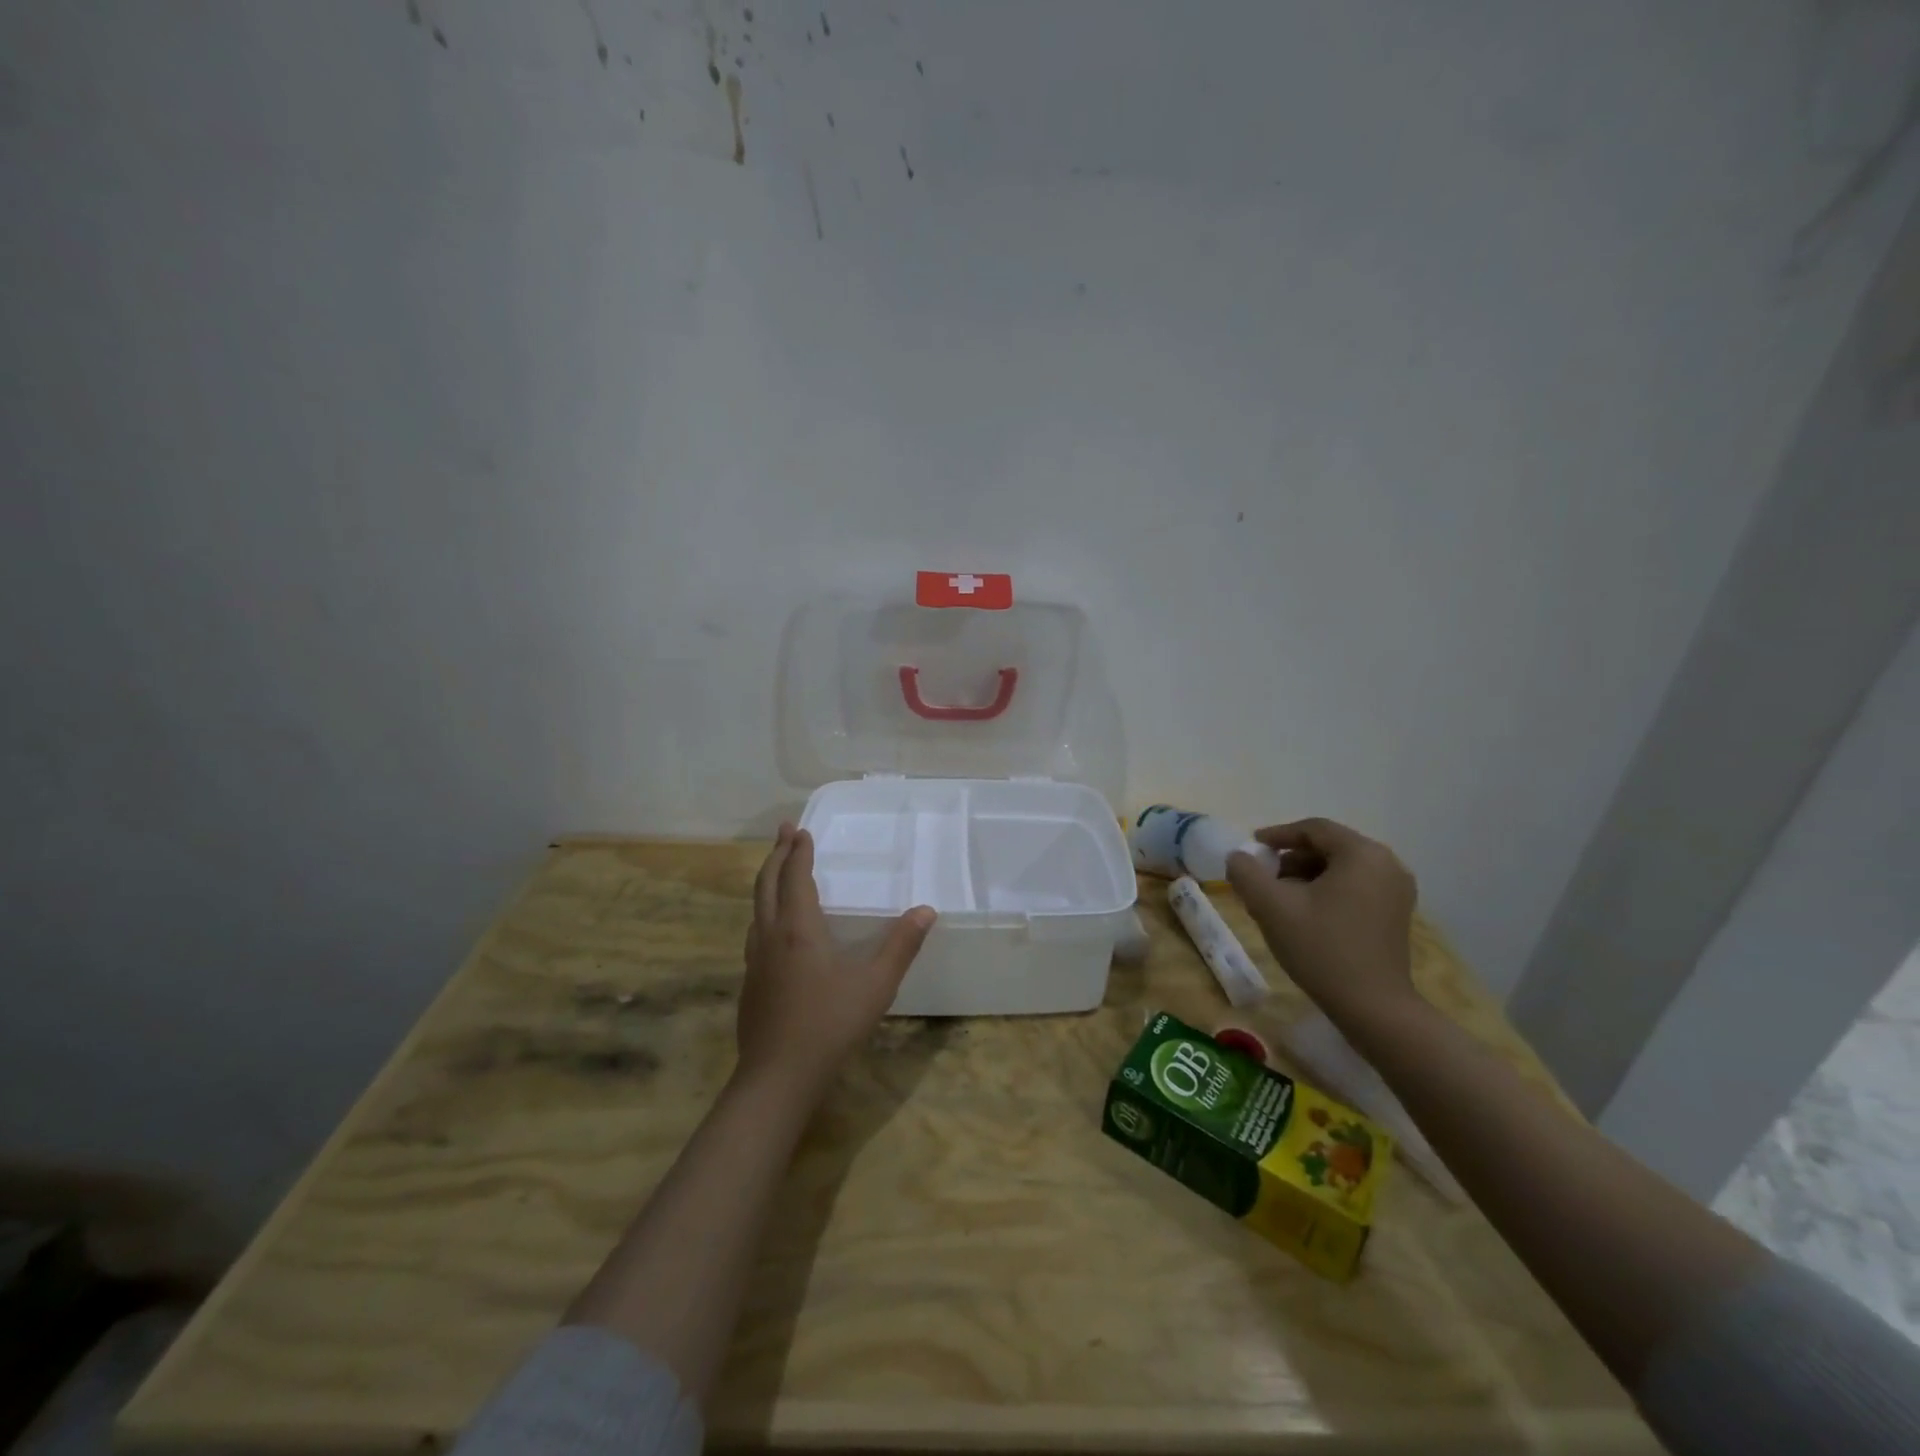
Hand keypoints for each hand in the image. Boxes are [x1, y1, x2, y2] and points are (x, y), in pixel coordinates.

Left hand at [738, 824, 936, 1096]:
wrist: (778, 1077)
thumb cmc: (830, 1024)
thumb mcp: (876, 984)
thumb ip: (901, 945)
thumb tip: (926, 910)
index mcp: (798, 929)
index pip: (795, 877)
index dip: (798, 852)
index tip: (800, 829)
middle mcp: (770, 937)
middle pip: (766, 885)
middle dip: (776, 855)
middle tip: (784, 832)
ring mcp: (754, 961)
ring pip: (756, 909)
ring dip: (767, 882)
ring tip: (778, 873)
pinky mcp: (750, 984)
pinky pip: (755, 933)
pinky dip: (764, 913)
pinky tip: (774, 931)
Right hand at [1226, 817, 1418, 1024]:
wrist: (1374, 1008)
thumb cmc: (1322, 949)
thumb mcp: (1271, 907)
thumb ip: (1246, 873)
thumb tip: (1239, 858)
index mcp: (1362, 854)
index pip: (1314, 829)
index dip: (1278, 835)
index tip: (1252, 848)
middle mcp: (1387, 864)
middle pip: (1329, 847)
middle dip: (1290, 859)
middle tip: (1262, 877)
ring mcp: (1397, 891)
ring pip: (1341, 868)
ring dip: (1307, 876)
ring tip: (1278, 899)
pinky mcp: (1397, 914)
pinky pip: (1355, 887)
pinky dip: (1327, 891)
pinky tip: (1304, 914)